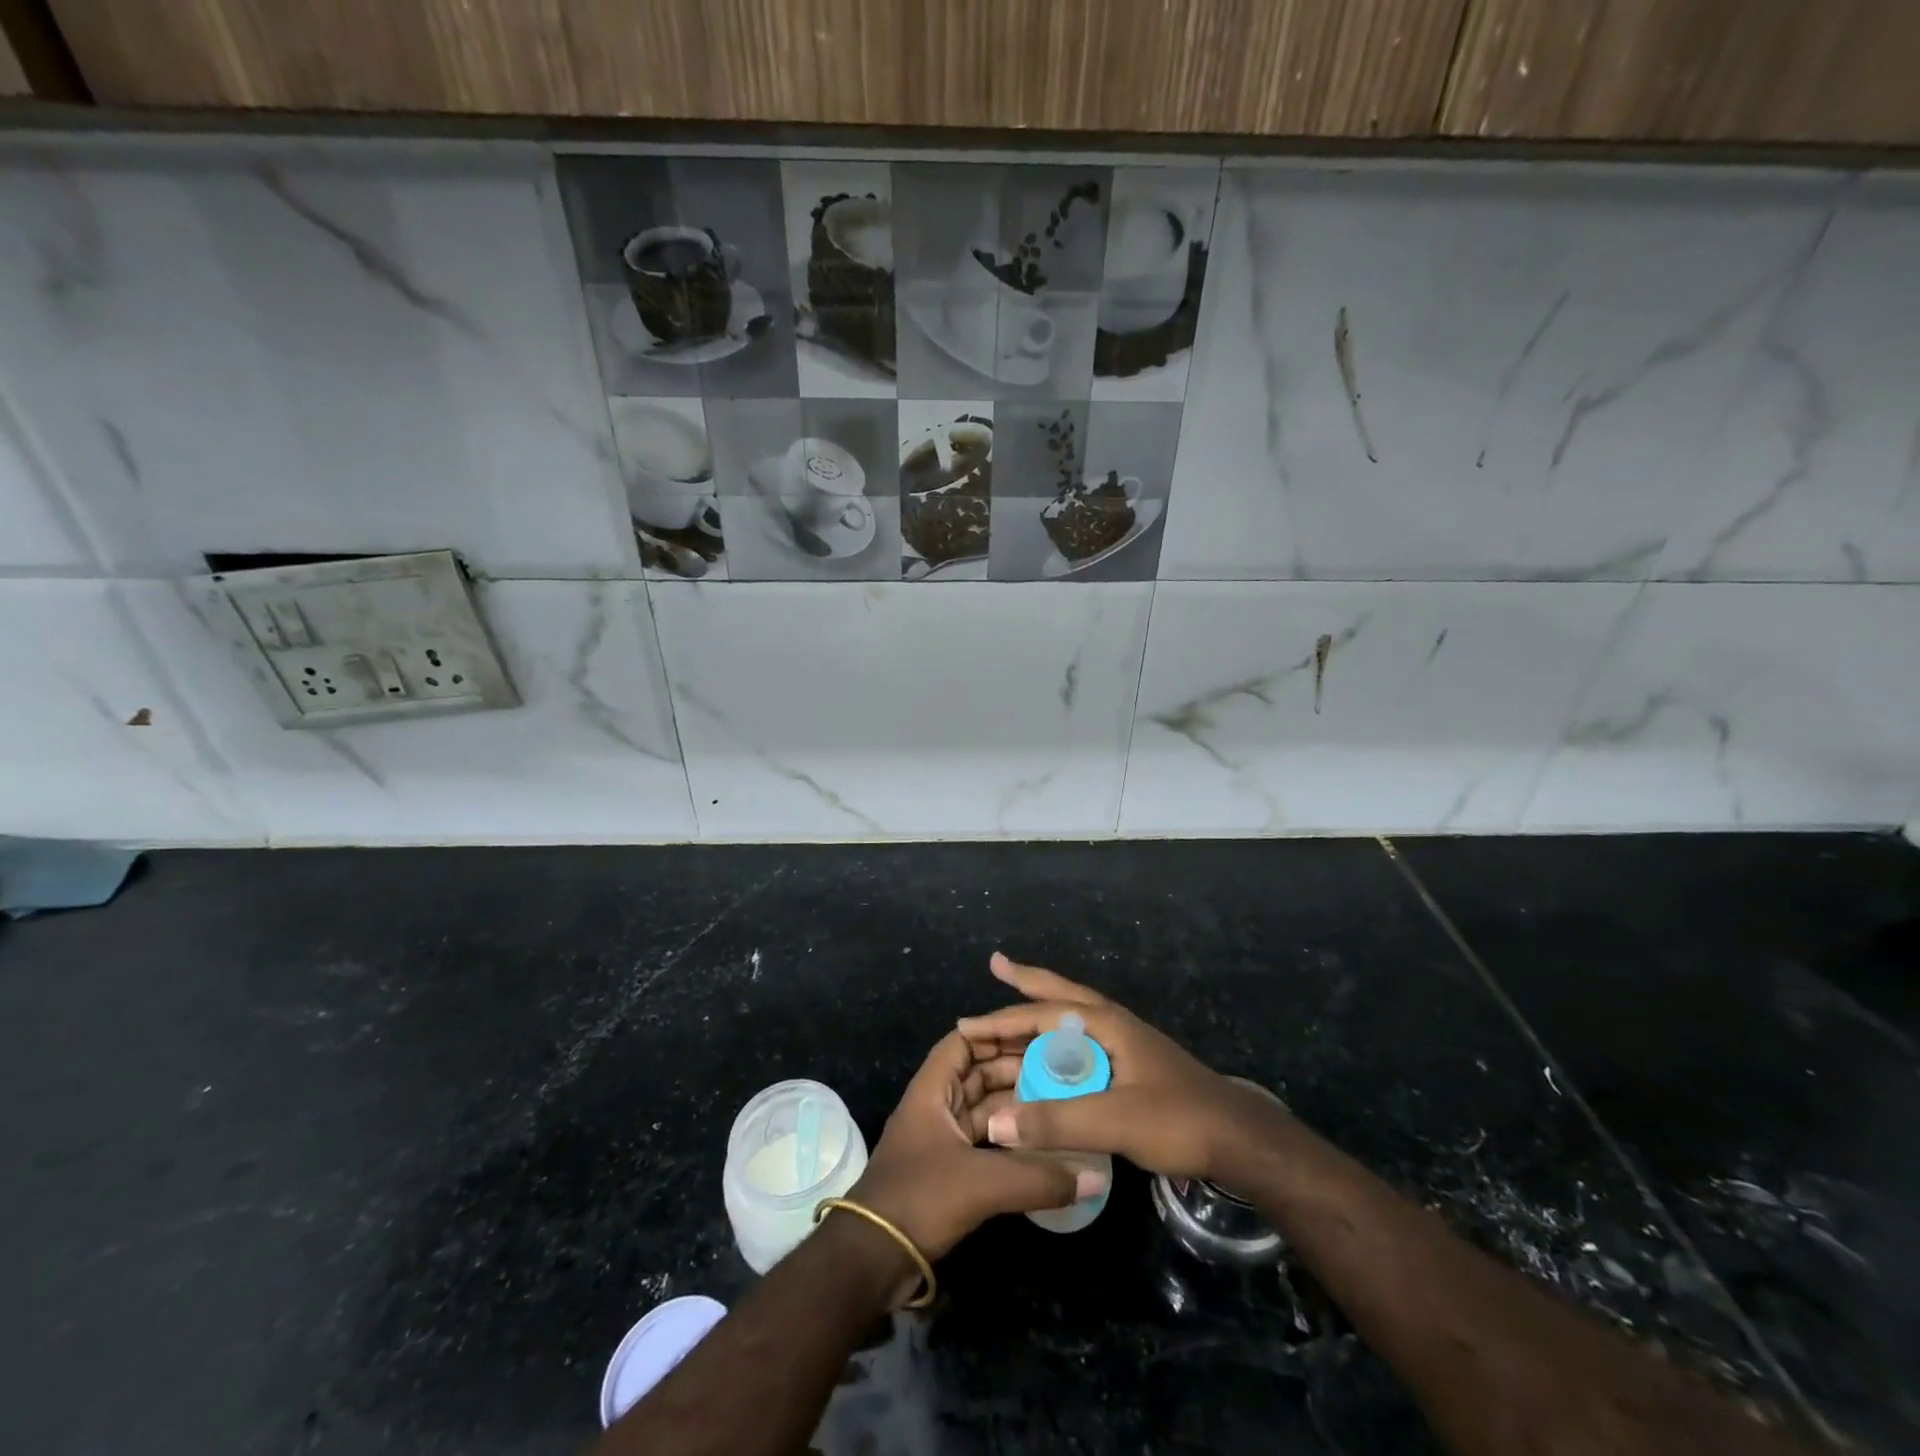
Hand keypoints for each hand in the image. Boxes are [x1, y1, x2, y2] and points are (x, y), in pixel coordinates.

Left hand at [847, 1028, 1107, 1267]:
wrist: (872, 1260)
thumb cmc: (919, 1198)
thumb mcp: (981, 1183)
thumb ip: (1038, 1178)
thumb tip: (1095, 1177)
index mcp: (932, 1090)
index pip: (963, 1042)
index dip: (995, 1034)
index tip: (1037, 1037)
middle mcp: (935, 1107)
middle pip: (977, 1075)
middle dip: (1015, 1071)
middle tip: (1061, 1072)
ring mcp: (941, 1140)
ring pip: (983, 1111)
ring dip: (1015, 1109)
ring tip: (1059, 1105)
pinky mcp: (948, 1172)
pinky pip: (984, 1143)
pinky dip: (1009, 1142)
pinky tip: (1041, 1149)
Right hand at [958, 953, 1282, 1183]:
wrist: (1240, 1143)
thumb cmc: (1179, 1120)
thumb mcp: (1115, 1121)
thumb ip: (1056, 1121)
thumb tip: (994, 1123)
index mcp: (1107, 1024)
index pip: (1044, 1013)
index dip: (1003, 1019)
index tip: (966, 1024)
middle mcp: (1113, 1026)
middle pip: (1061, 996)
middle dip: (1027, 982)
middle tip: (997, 964)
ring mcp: (1124, 1047)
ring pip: (1072, 1021)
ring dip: (1041, 1011)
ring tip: (1015, 1000)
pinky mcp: (1130, 1071)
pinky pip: (1081, 1049)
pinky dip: (1057, 1045)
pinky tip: (1052, 1056)